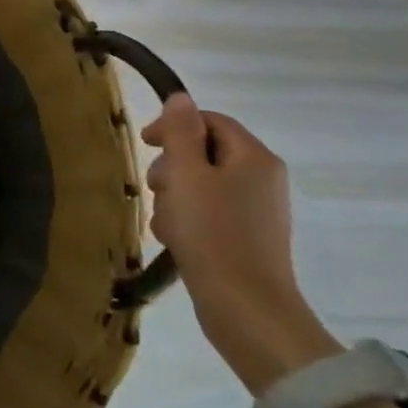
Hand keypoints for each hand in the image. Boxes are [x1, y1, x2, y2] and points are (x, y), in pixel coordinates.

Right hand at [141, 95, 338, 395]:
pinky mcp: (245, 239)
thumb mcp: (187, 175)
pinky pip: (208, 214)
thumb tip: (181, 98)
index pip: (211, 121)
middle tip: (156, 189)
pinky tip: (174, 240)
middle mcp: (262, 180)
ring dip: (174, 198)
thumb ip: (181, 133)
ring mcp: (256, 212)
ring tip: (165, 222)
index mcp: (254, 158)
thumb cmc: (213, 234)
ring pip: (201, 186)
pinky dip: (186, 221)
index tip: (145, 143)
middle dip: (172, 168)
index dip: (175, 126)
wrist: (246, 309)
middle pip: (204, 153)